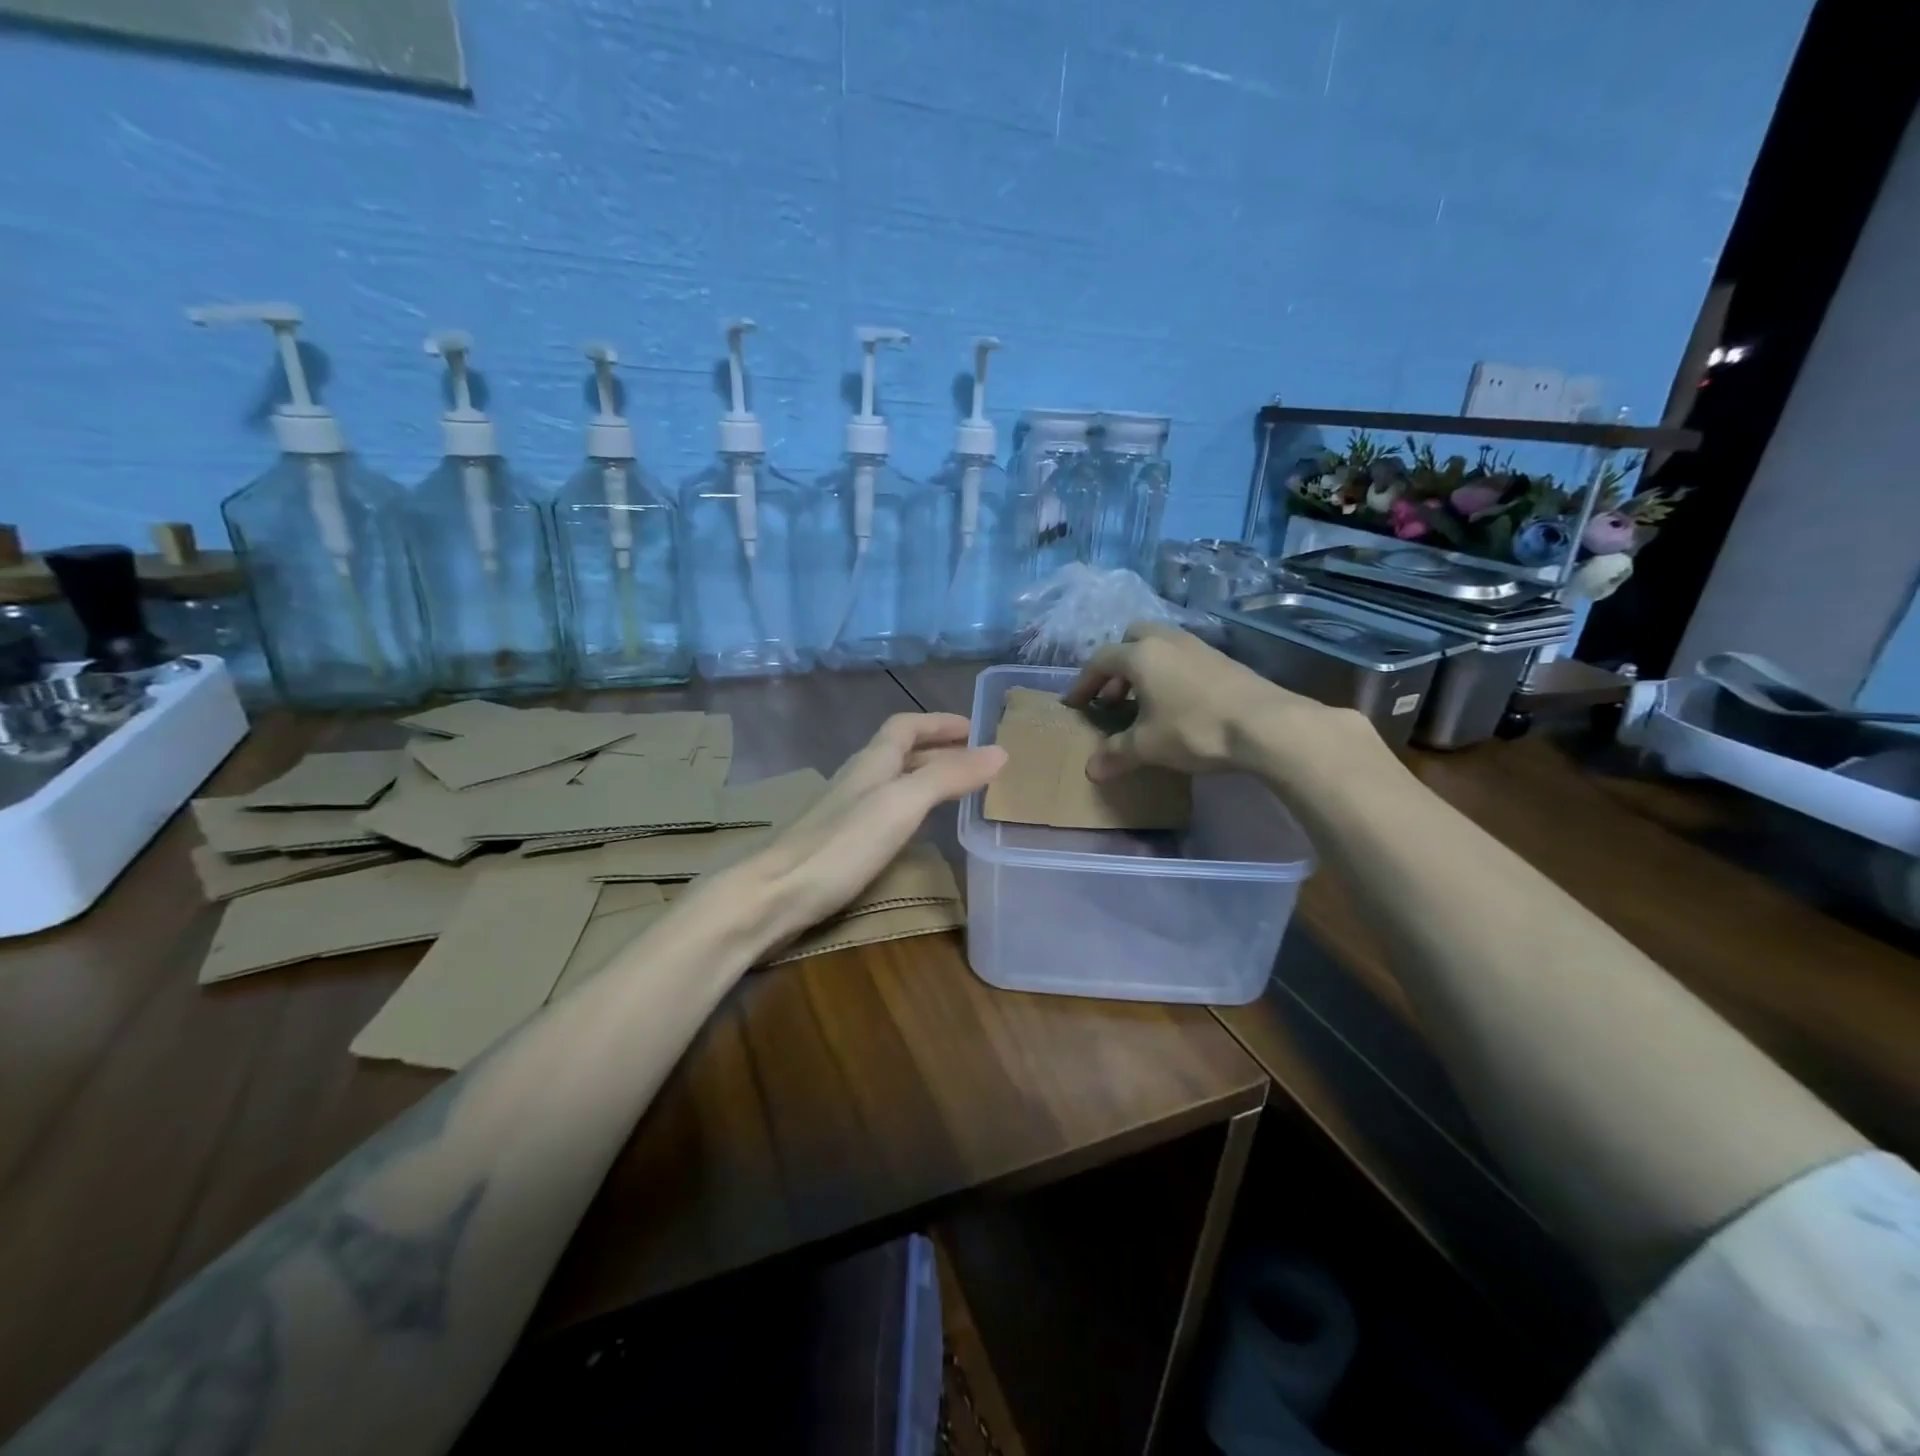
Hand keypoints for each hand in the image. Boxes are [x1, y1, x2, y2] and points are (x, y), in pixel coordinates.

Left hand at [723, 713, 1004, 949]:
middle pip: (900, 753)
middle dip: (938, 751)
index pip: (906, 726)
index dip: (938, 723)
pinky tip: (915, 831)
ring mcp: (844, 812)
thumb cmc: (841, 844)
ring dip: (924, 779)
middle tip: (975, 762)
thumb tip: (998, 751)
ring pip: (892, 782)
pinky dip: (909, 809)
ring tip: (955, 792)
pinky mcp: (838, 843)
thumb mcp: (902, 804)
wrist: (773, 894)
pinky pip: (884, 812)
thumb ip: (948, 777)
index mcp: (871, 762)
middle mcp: (857, 780)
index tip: (973, 728)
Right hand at [1065, 622, 1385, 785]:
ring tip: (1144, 701)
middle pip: (1132, 638)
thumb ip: (1116, 754)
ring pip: (1161, 645)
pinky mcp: (1223, 660)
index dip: (1083, 682)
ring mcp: (1198, 647)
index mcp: (1140, 655)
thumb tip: (1091, 769)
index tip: (1074, 704)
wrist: (1266, 725)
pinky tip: (1177, 703)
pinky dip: (1170, 673)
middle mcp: (1167, 641)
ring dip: (1145, 668)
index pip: (1100, 660)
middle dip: (1117, 664)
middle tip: (1113, 695)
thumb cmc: (1194, 729)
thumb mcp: (1147, 746)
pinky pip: (1183, 657)